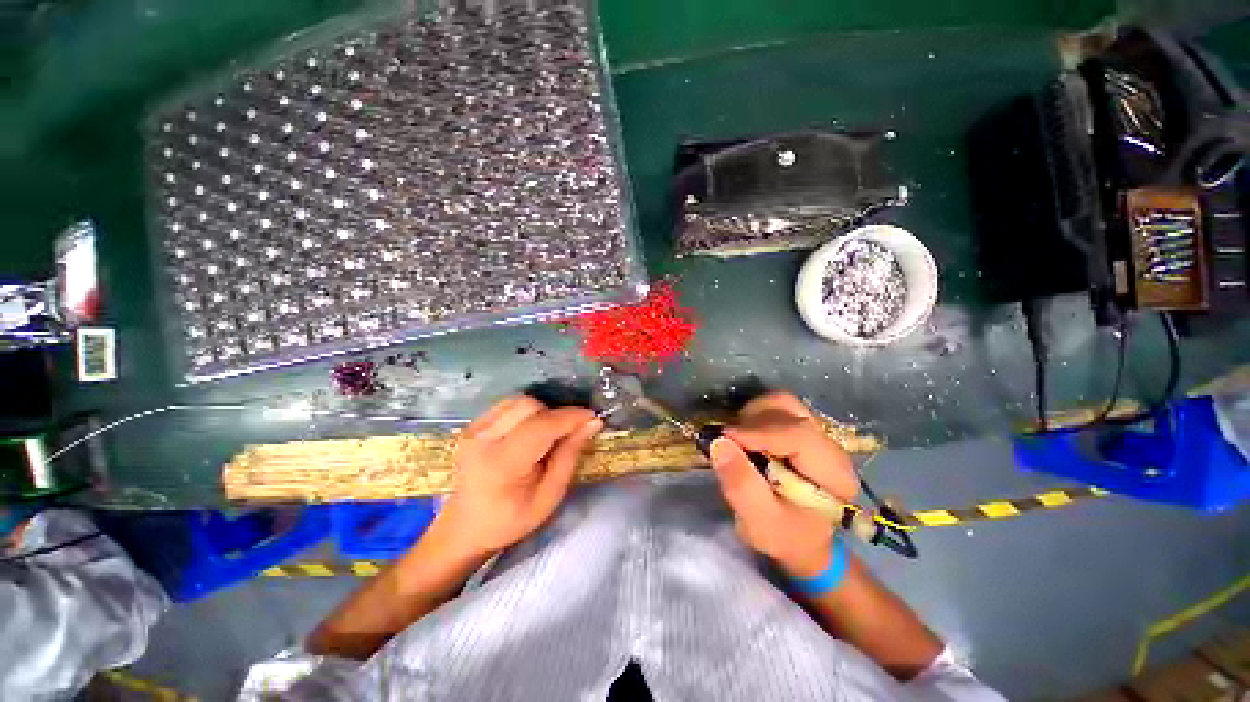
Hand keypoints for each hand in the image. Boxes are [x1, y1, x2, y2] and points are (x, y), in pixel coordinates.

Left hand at [436, 395, 602, 557]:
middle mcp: (482, 439)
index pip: (541, 426)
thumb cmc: (511, 519)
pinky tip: (528, 432)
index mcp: (502, 463)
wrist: (465, 528)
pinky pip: (507, 405)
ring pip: (518, 401)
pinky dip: (525, 412)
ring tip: (546, 434)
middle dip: (555, 415)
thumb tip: (592, 422)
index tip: (592, 418)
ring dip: (541, 411)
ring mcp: (473, 430)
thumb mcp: (550, 495)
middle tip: (566, 434)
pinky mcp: (471, 426)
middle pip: (529, 405)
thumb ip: (570, 454)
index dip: (571, 417)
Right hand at [709, 392, 858, 577]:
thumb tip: (718, 443)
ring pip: (783, 404)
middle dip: (752, 421)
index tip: (724, 438)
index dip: (757, 432)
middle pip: (790, 411)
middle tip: (729, 441)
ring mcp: (818, 435)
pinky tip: (747, 436)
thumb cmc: (786, 536)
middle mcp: (829, 446)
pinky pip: (779, 409)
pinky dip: (757, 415)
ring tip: (738, 438)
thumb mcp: (760, 522)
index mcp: (831, 472)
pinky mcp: (805, 432)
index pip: (797, 434)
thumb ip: (741, 484)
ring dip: (753, 415)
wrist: (806, 541)